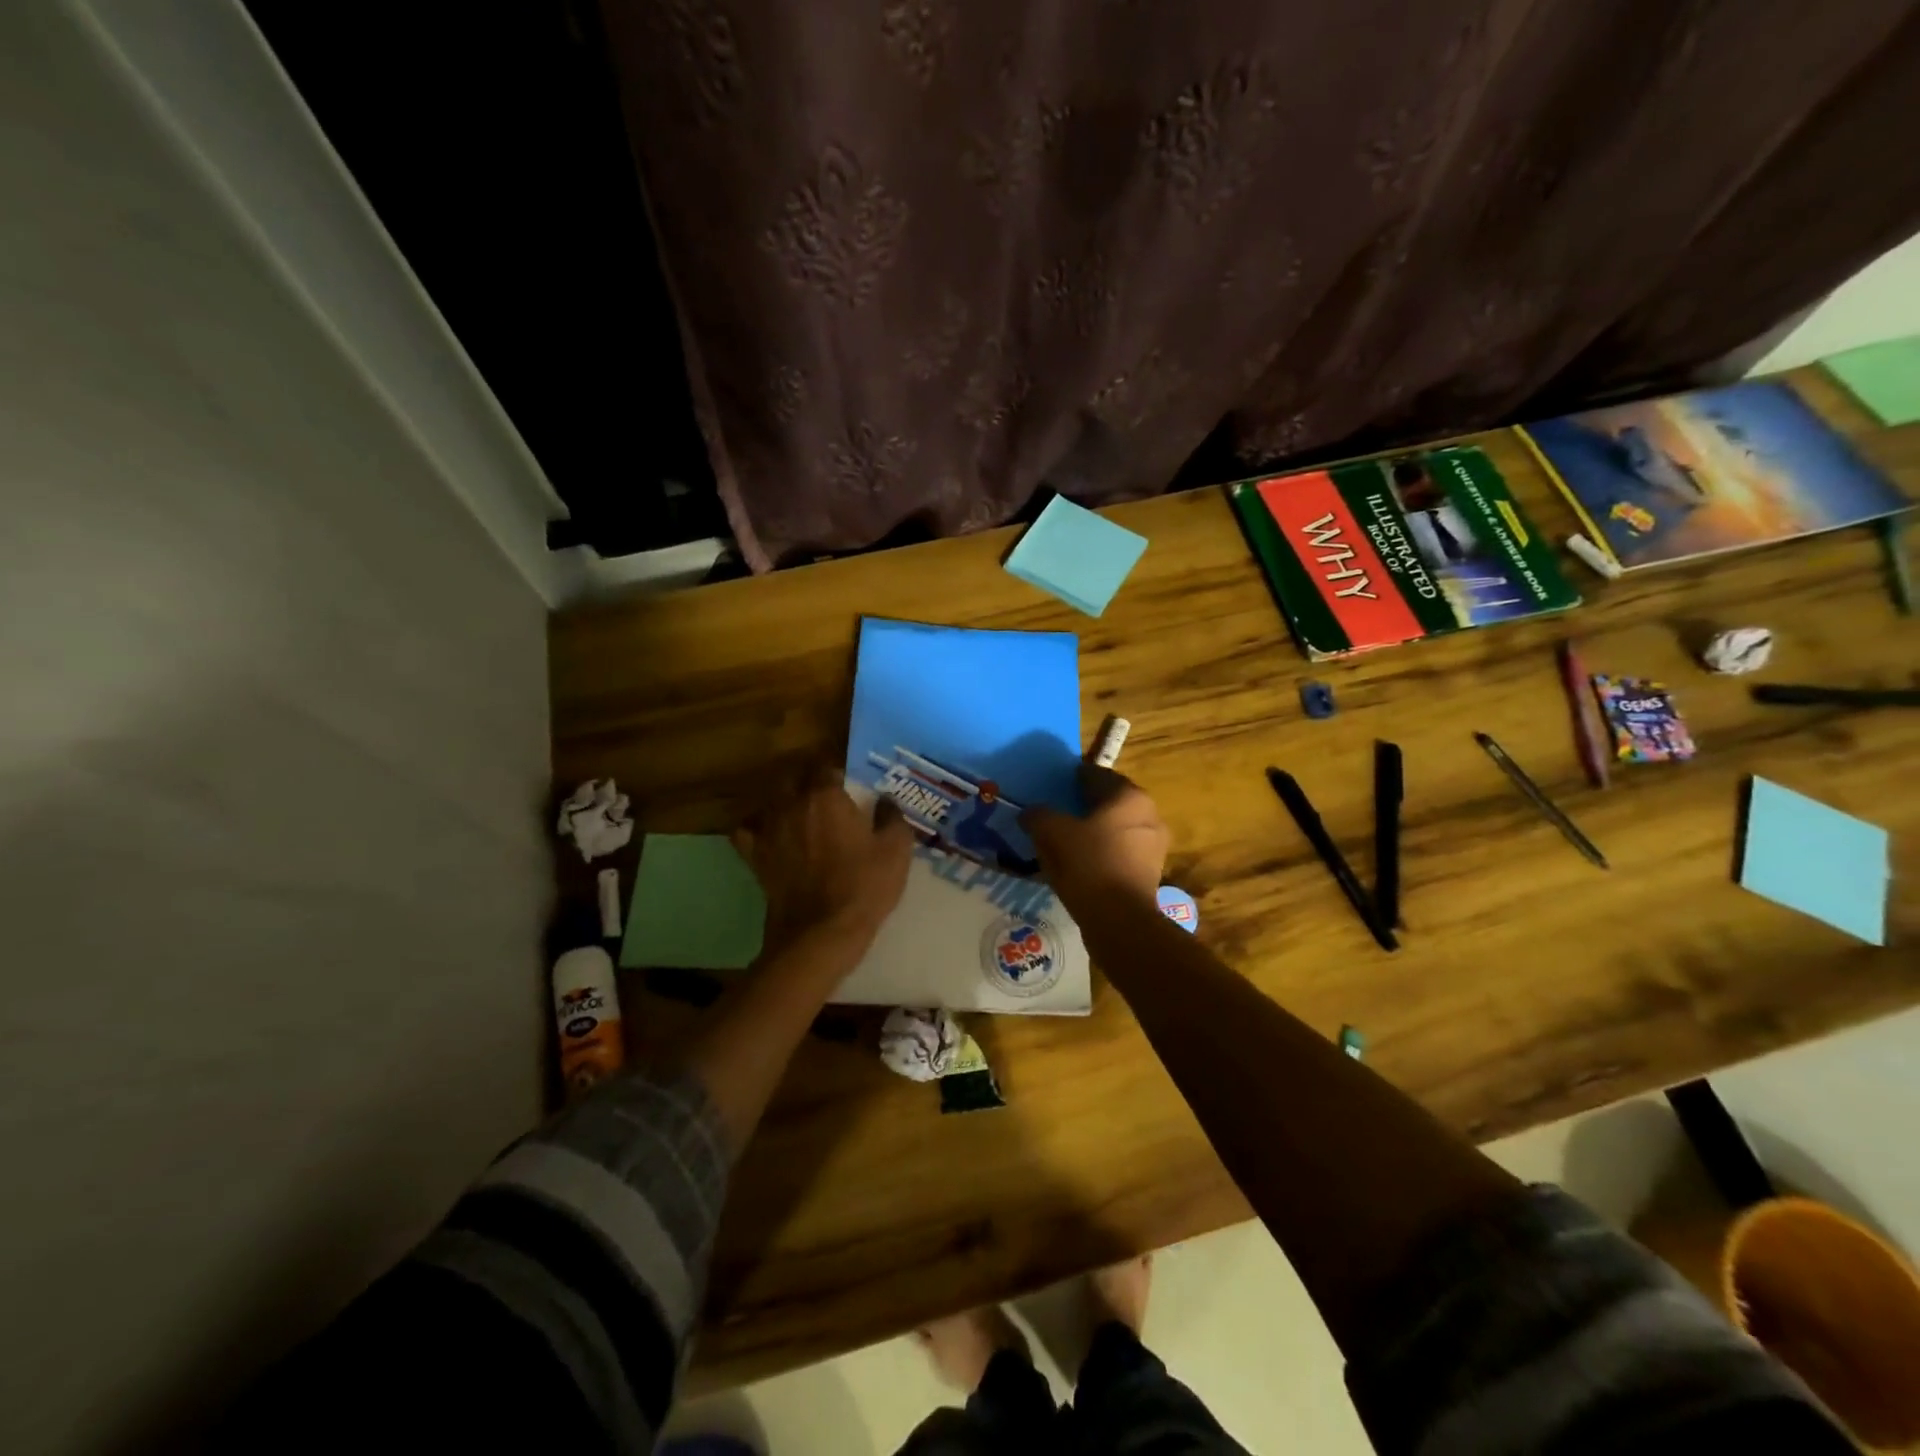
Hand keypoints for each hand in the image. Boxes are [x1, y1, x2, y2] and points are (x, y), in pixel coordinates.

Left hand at [732, 762, 913, 954]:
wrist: (820, 933)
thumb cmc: (863, 887)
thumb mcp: (896, 851)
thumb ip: (892, 817)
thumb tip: (886, 800)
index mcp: (826, 796)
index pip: (826, 766)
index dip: (837, 771)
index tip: (849, 782)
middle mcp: (792, 804)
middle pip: (793, 776)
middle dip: (807, 778)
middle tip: (825, 793)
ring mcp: (768, 830)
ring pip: (769, 799)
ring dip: (783, 799)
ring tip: (798, 810)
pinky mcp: (754, 856)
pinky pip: (746, 829)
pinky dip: (755, 827)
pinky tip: (768, 833)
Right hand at [1022, 765, 1168, 907]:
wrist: (1119, 919)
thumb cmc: (1089, 863)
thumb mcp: (1052, 832)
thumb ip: (1039, 815)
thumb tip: (1030, 813)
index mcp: (1128, 796)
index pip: (1097, 775)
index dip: (1074, 778)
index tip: (1056, 785)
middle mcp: (1148, 814)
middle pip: (1109, 802)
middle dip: (1086, 805)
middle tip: (1059, 812)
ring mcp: (1153, 845)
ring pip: (1116, 829)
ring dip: (1095, 831)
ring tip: (1067, 840)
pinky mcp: (1150, 872)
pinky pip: (1120, 852)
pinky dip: (1102, 853)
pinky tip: (1081, 863)